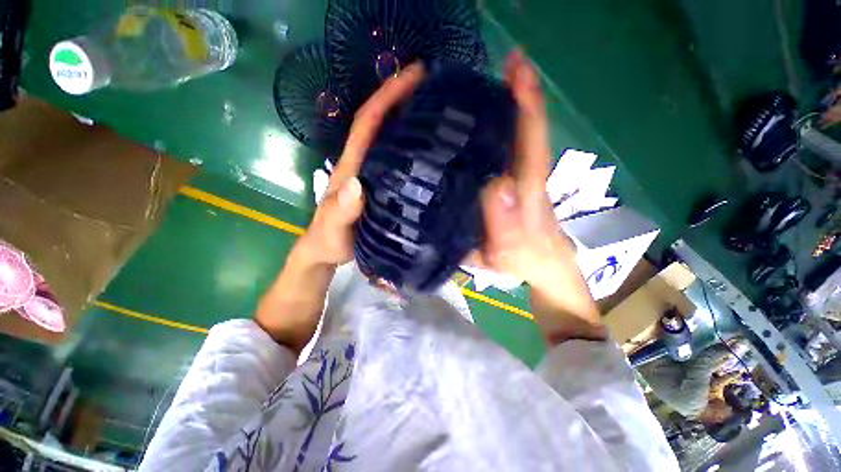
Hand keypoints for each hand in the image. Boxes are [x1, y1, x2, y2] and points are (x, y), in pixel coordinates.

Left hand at [294, 63, 425, 266]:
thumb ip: (341, 212)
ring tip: (436, 107)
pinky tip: (427, 147)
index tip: (413, 75)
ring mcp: (370, 174)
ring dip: (406, 117)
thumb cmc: (328, 241)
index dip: (386, 97)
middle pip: (379, 123)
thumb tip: (357, 186)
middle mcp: (361, 164)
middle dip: (400, 97)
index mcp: (351, 167)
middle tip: (433, 84)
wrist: (325, 252)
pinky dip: (408, 146)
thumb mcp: (333, 230)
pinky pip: (394, 159)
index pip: (367, 124)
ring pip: (388, 139)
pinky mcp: (378, 185)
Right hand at [470, 51, 573, 290]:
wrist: (542, 265)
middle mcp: (527, 175)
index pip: (531, 137)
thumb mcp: (505, 250)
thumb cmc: (522, 260)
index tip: (516, 66)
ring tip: (483, 87)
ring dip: (506, 108)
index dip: (526, 100)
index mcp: (527, 188)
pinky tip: (478, 126)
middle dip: (515, 93)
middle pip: (526, 127)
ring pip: (518, 136)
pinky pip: (508, 151)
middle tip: (494, 66)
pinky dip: (499, 132)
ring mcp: (522, 177)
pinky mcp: (516, 183)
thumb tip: (498, 183)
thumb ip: (502, 224)